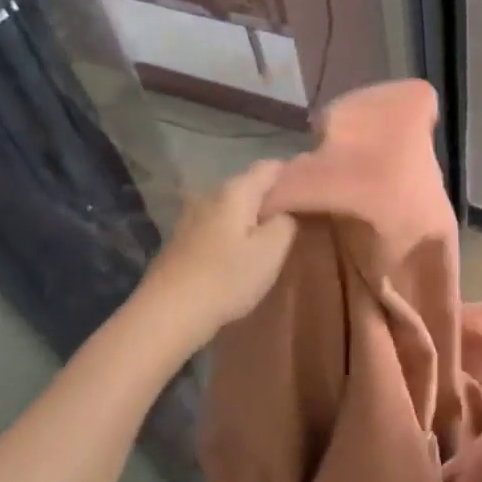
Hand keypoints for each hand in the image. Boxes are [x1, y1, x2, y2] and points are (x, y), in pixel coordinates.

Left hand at [132, 160, 297, 357]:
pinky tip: (242, 252)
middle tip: (299, 216)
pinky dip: (235, 231)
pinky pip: (219, 225)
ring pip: (233, 207)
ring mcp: (192, 218)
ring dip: (253, 216)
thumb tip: (285, 211)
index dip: (295, 174)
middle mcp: (211, 195)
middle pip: (250, 185)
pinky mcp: (183, 241)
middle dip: (274, 197)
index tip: (314, 190)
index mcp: (236, 191)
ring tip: (273, 235)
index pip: (272, 166)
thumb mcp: (272, 249)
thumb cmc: (227, 278)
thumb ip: (287, 221)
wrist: (167, 314)